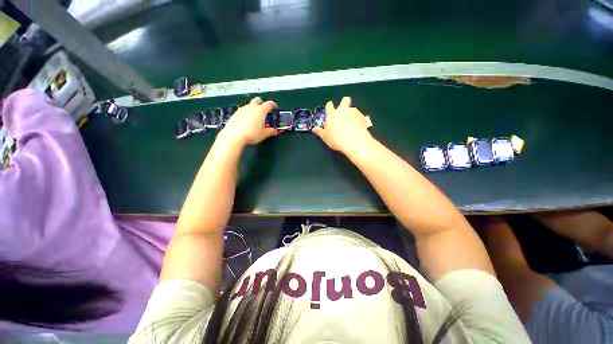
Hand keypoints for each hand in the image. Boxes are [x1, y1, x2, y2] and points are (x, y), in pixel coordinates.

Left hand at [221, 97, 277, 145]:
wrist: (234, 135)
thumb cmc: (251, 133)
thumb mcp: (264, 134)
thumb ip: (271, 131)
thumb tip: (274, 131)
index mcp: (261, 110)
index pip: (269, 104)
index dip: (273, 105)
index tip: (275, 107)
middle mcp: (251, 107)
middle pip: (258, 100)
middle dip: (262, 103)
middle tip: (264, 110)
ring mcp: (242, 109)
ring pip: (249, 105)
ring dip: (253, 109)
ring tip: (255, 118)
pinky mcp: (235, 113)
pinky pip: (243, 111)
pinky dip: (246, 114)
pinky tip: (247, 122)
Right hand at [312, 97, 372, 153]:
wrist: (355, 142)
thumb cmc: (336, 139)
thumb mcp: (325, 137)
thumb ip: (320, 132)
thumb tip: (314, 129)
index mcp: (332, 114)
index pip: (329, 105)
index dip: (329, 107)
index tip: (329, 112)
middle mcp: (343, 110)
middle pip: (345, 100)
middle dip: (344, 103)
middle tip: (343, 112)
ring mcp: (354, 113)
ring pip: (352, 108)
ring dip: (351, 113)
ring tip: (351, 124)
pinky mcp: (363, 117)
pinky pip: (359, 116)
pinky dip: (358, 120)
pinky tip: (357, 128)